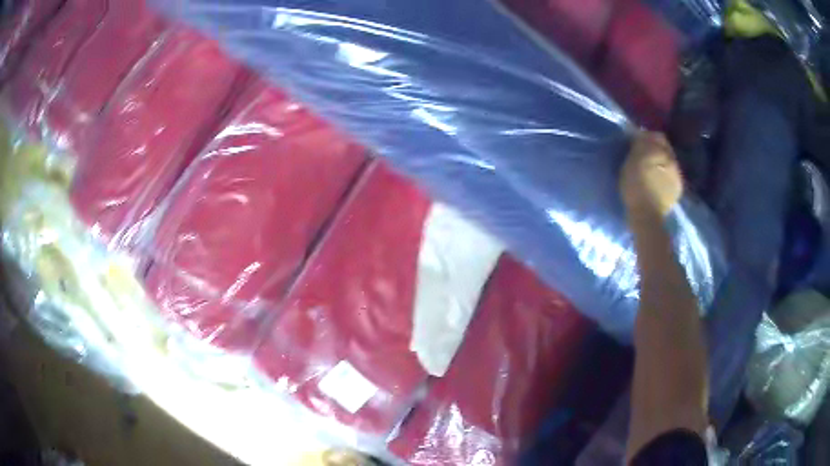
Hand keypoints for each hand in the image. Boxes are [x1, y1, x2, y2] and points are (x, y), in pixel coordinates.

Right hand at [620, 131, 682, 218]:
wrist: (647, 216)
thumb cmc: (635, 187)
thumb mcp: (631, 161)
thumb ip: (638, 146)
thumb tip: (640, 136)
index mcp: (662, 151)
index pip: (657, 136)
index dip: (647, 136)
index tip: (638, 141)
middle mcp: (673, 160)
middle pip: (666, 149)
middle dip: (657, 149)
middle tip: (644, 155)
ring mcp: (678, 176)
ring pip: (670, 163)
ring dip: (662, 163)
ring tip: (651, 170)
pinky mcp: (678, 190)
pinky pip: (671, 177)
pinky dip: (665, 176)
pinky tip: (658, 183)